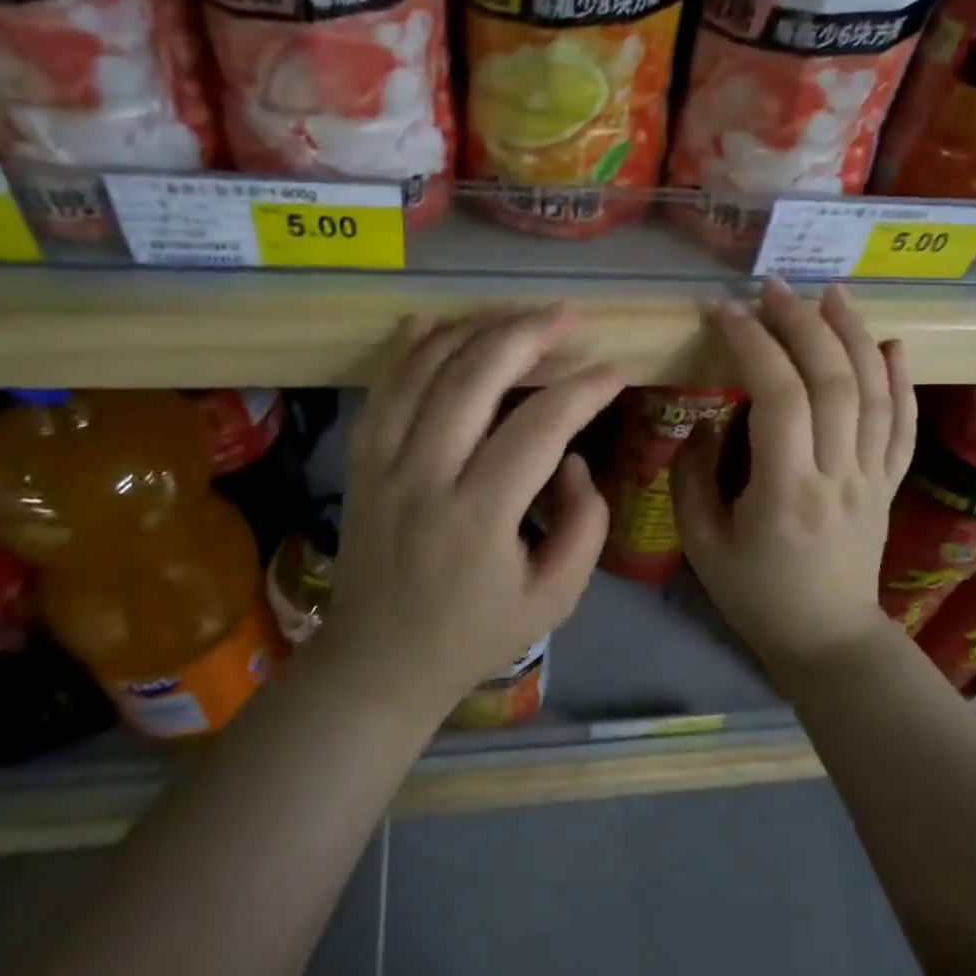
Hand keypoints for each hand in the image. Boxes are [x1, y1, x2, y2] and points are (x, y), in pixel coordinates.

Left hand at [327, 307, 622, 712]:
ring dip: (474, 330)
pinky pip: (382, 388)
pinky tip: (435, 320)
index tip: (615, 371)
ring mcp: (383, 464)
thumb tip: (573, 459)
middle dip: (527, 334)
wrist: (378, 662)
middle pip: (475, 378)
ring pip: (425, 370)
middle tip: (567, 315)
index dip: (583, 390)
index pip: (539, 428)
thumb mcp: (554, 599)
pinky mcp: (360, 462)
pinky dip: (408, 348)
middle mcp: (424, 477)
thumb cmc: (473, 635)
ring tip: (516, 313)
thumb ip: (584, 525)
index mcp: (478, 517)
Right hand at [672, 280, 916, 676]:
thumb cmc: (755, 594)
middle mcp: (838, 474)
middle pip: (833, 381)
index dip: (752, 344)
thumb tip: (709, 420)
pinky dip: (902, 380)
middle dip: (802, 324)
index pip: (778, 397)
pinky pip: (903, 425)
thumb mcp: (701, 543)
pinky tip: (893, 344)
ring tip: (832, 294)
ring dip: (854, 336)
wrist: (827, 639)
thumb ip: (692, 476)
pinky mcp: (889, 484)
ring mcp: (872, 477)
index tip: (725, 311)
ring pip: (875, 393)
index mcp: (786, 490)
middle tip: (774, 287)